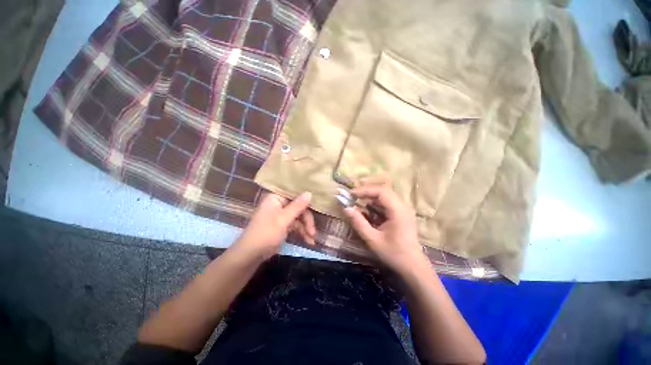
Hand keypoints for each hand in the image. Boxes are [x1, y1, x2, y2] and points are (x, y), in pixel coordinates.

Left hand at [231, 192, 314, 262]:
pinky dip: (302, 232)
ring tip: (312, 238)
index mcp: (276, 198)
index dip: (306, 201)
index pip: (295, 195)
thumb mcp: (283, 219)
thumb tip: (310, 192)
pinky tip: (308, 241)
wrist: (251, 255)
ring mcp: (281, 215)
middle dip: (307, 220)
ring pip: (299, 217)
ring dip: (306, 228)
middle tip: (313, 231)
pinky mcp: (283, 225)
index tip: (317, 208)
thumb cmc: (266, 233)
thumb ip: (297, 206)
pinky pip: (296, 225)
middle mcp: (279, 204)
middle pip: (299, 207)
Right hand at [344, 184, 426, 274]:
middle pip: (383, 190)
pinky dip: (374, 204)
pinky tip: (366, 209)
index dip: (364, 190)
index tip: (350, 194)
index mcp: (398, 211)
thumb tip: (346, 208)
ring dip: (369, 197)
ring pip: (384, 195)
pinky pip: (386, 203)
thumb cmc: (394, 254)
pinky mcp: (400, 213)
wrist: (413, 266)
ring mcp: (403, 209)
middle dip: (366, 191)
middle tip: (351, 196)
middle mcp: (402, 206)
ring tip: (355, 200)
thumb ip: (359, 223)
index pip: (381, 191)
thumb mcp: (373, 239)